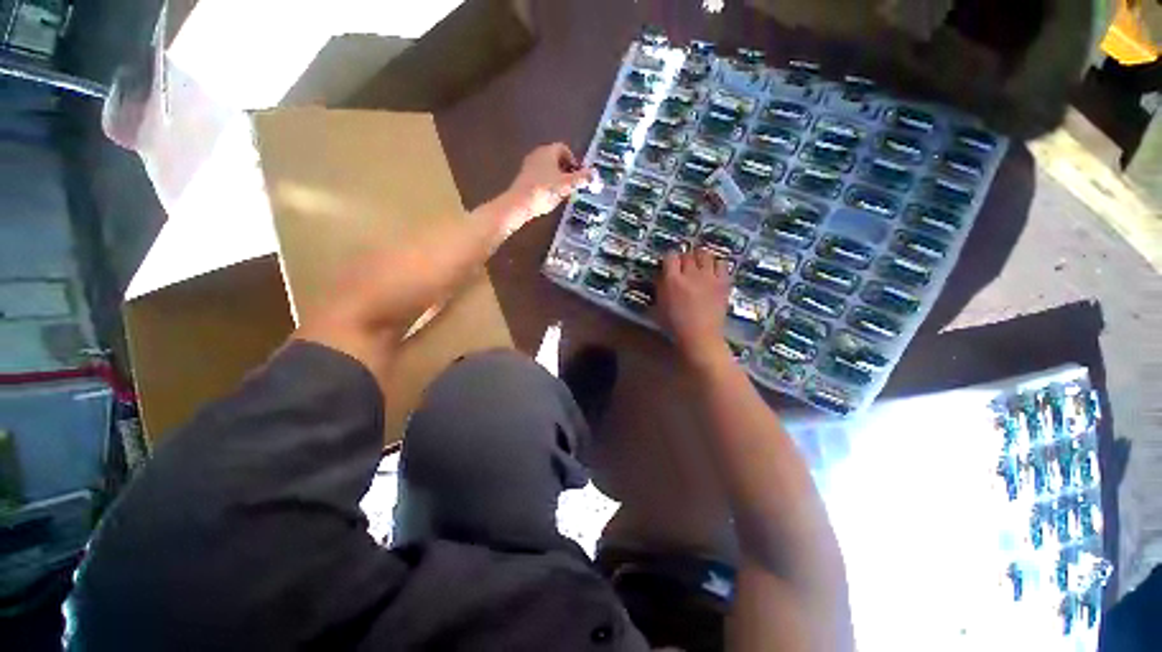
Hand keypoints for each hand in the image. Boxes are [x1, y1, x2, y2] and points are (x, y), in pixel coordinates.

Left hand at [499, 143, 592, 231]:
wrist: (519, 204)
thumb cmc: (544, 191)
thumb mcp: (566, 185)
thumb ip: (581, 179)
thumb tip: (595, 174)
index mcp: (548, 151)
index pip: (564, 149)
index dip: (574, 161)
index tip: (578, 175)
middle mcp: (538, 154)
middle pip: (556, 159)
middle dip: (567, 170)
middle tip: (573, 184)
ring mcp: (529, 166)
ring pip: (548, 168)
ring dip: (558, 178)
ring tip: (563, 193)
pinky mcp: (524, 178)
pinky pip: (540, 177)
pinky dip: (548, 184)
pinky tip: (550, 197)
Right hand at [656, 248, 732, 366]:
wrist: (700, 337)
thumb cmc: (674, 326)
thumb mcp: (659, 305)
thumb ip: (661, 287)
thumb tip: (663, 275)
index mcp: (672, 280)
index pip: (670, 256)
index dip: (669, 258)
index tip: (669, 264)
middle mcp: (691, 274)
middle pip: (688, 255)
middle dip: (684, 258)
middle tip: (683, 265)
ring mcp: (709, 277)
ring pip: (705, 254)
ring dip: (700, 257)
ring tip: (699, 264)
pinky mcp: (723, 282)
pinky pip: (722, 264)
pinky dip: (716, 264)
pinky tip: (713, 271)